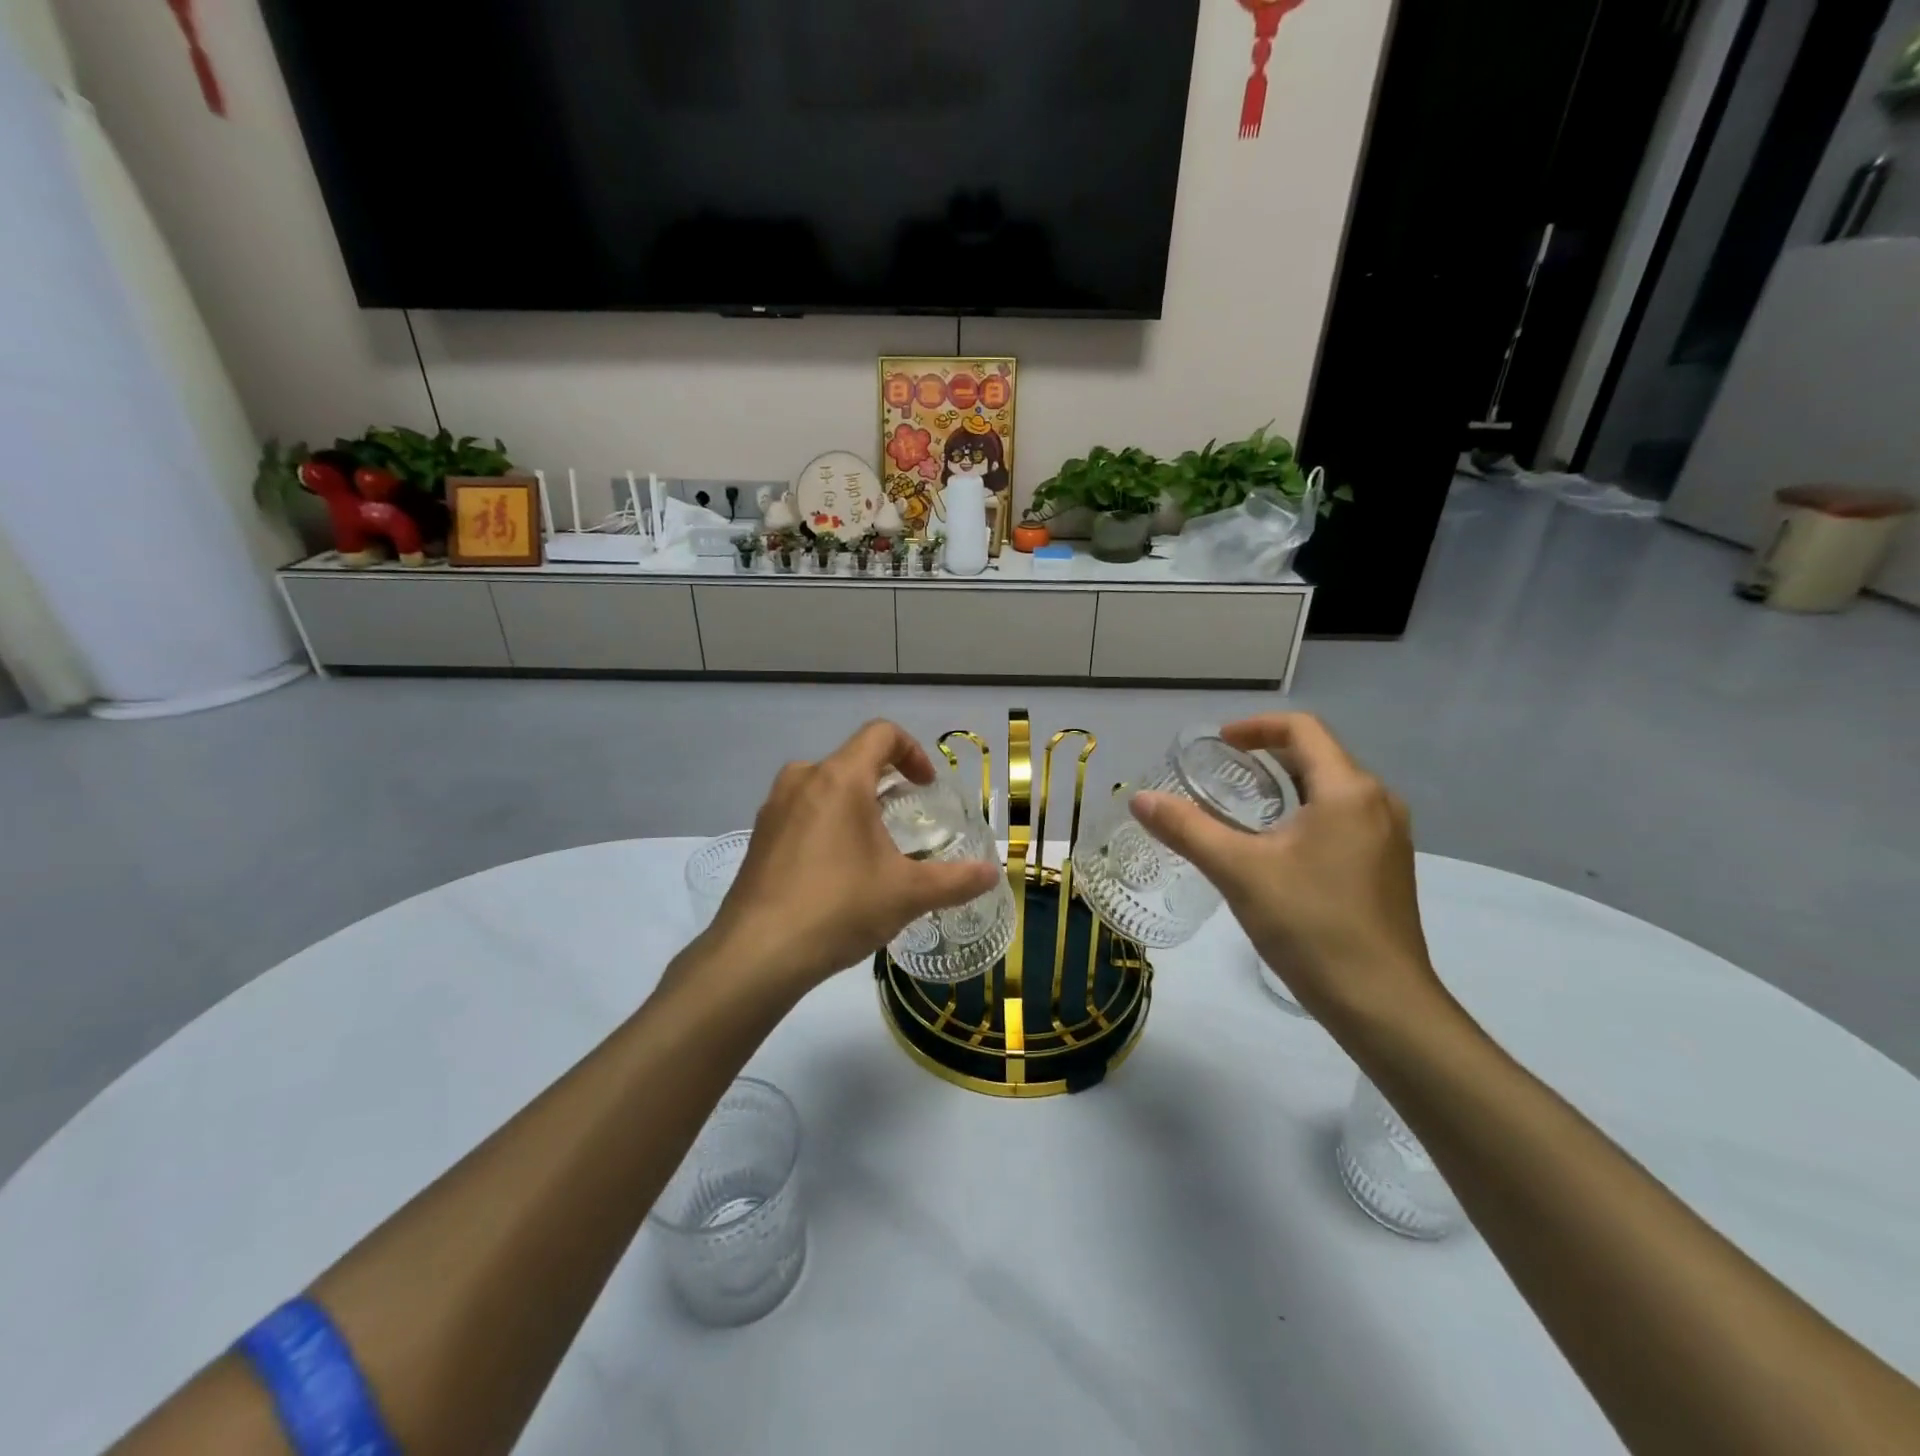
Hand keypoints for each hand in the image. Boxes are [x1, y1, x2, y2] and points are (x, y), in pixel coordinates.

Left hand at [705, 721, 1000, 995]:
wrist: (757, 954)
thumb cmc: (839, 908)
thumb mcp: (907, 894)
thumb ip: (955, 880)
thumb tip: (993, 875)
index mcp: (840, 779)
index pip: (881, 734)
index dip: (912, 752)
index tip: (925, 787)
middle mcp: (803, 781)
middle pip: (851, 759)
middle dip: (884, 780)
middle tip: (903, 816)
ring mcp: (774, 808)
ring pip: (823, 786)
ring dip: (853, 803)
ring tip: (872, 845)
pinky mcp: (758, 837)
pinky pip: (801, 813)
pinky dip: (826, 824)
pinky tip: (835, 870)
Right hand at [1130, 714, 1446, 1029]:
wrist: (1383, 1004)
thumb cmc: (1311, 925)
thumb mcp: (1239, 871)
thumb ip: (1187, 829)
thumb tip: (1139, 799)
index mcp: (1348, 790)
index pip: (1303, 729)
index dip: (1256, 727)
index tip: (1219, 744)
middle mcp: (1378, 802)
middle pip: (1318, 756)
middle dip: (1268, 756)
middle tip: (1222, 775)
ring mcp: (1389, 836)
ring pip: (1332, 790)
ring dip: (1286, 787)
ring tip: (1242, 810)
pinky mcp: (1388, 867)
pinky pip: (1343, 819)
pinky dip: (1305, 814)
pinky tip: (1277, 849)